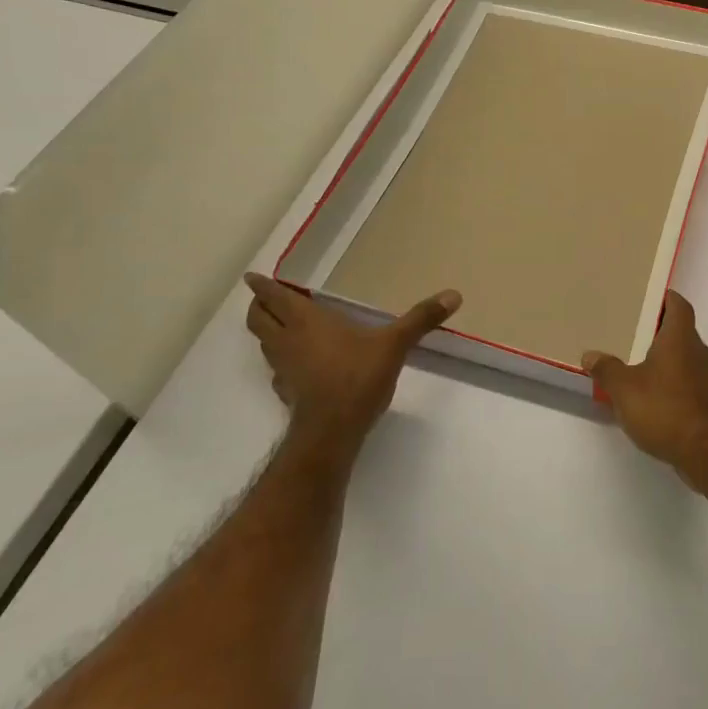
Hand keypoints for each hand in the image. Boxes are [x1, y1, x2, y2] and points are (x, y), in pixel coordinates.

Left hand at [244, 274, 460, 450]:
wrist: (332, 431)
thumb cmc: (357, 376)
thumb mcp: (394, 344)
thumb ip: (421, 319)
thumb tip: (454, 294)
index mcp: (306, 321)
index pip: (273, 297)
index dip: (262, 286)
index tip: (253, 277)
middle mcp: (288, 341)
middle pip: (258, 319)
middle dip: (258, 307)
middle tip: (265, 299)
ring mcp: (284, 369)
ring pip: (264, 345)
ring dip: (267, 333)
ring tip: (281, 326)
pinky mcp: (288, 393)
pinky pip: (277, 370)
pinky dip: (282, 362)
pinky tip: (299, 366)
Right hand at [583, 292, 707, 484]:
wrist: (707, 452)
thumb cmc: (664, 408)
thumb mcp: (624, 389)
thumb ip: (606, 370)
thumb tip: (590, 355)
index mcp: (681, 338)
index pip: (679, 305)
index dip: (666, 299)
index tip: (649, 298)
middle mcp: (700, 352)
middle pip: (682, 332)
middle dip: (660, 333)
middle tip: (634, 335)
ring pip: (687, 359)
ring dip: (667, 361)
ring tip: (641, 369)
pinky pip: (691, 383)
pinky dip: (675, 385)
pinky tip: (656, 400)